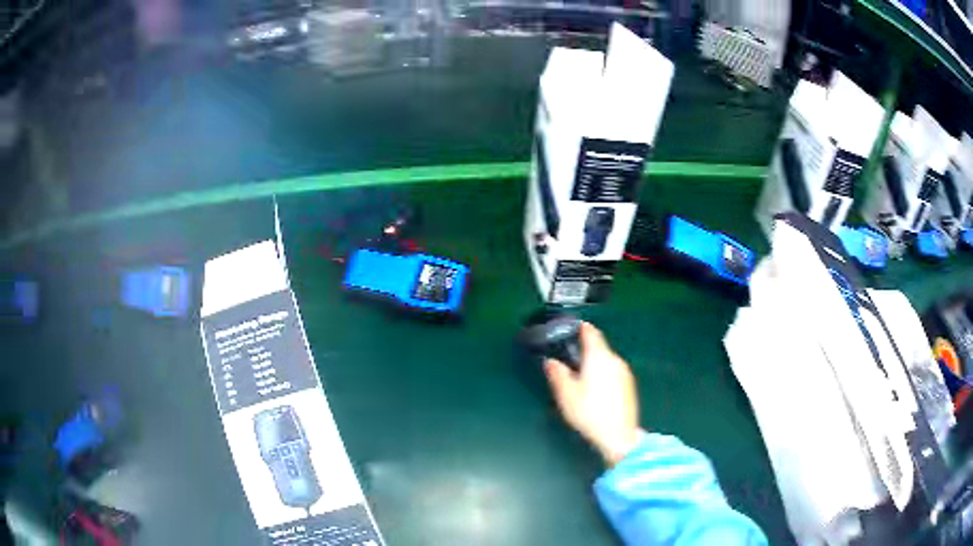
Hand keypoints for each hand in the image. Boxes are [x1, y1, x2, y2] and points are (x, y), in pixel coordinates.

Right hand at [544, 322, 640, 466]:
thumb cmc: (590, 413)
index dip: (580, 328)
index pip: (591, 333)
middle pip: (599, 347)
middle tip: (570, 356)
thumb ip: (558, 374)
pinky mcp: (629, 385)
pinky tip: (595, 388)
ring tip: (580, 374)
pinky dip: (603, 373)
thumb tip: (551, 361)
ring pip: (606, 360)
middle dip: (585, 349)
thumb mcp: (567, 394)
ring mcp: (624, 372)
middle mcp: (614, 360)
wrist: (619, 436)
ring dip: (594, 362)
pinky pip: (613, 371)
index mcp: (598, 357)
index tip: (570, 329)